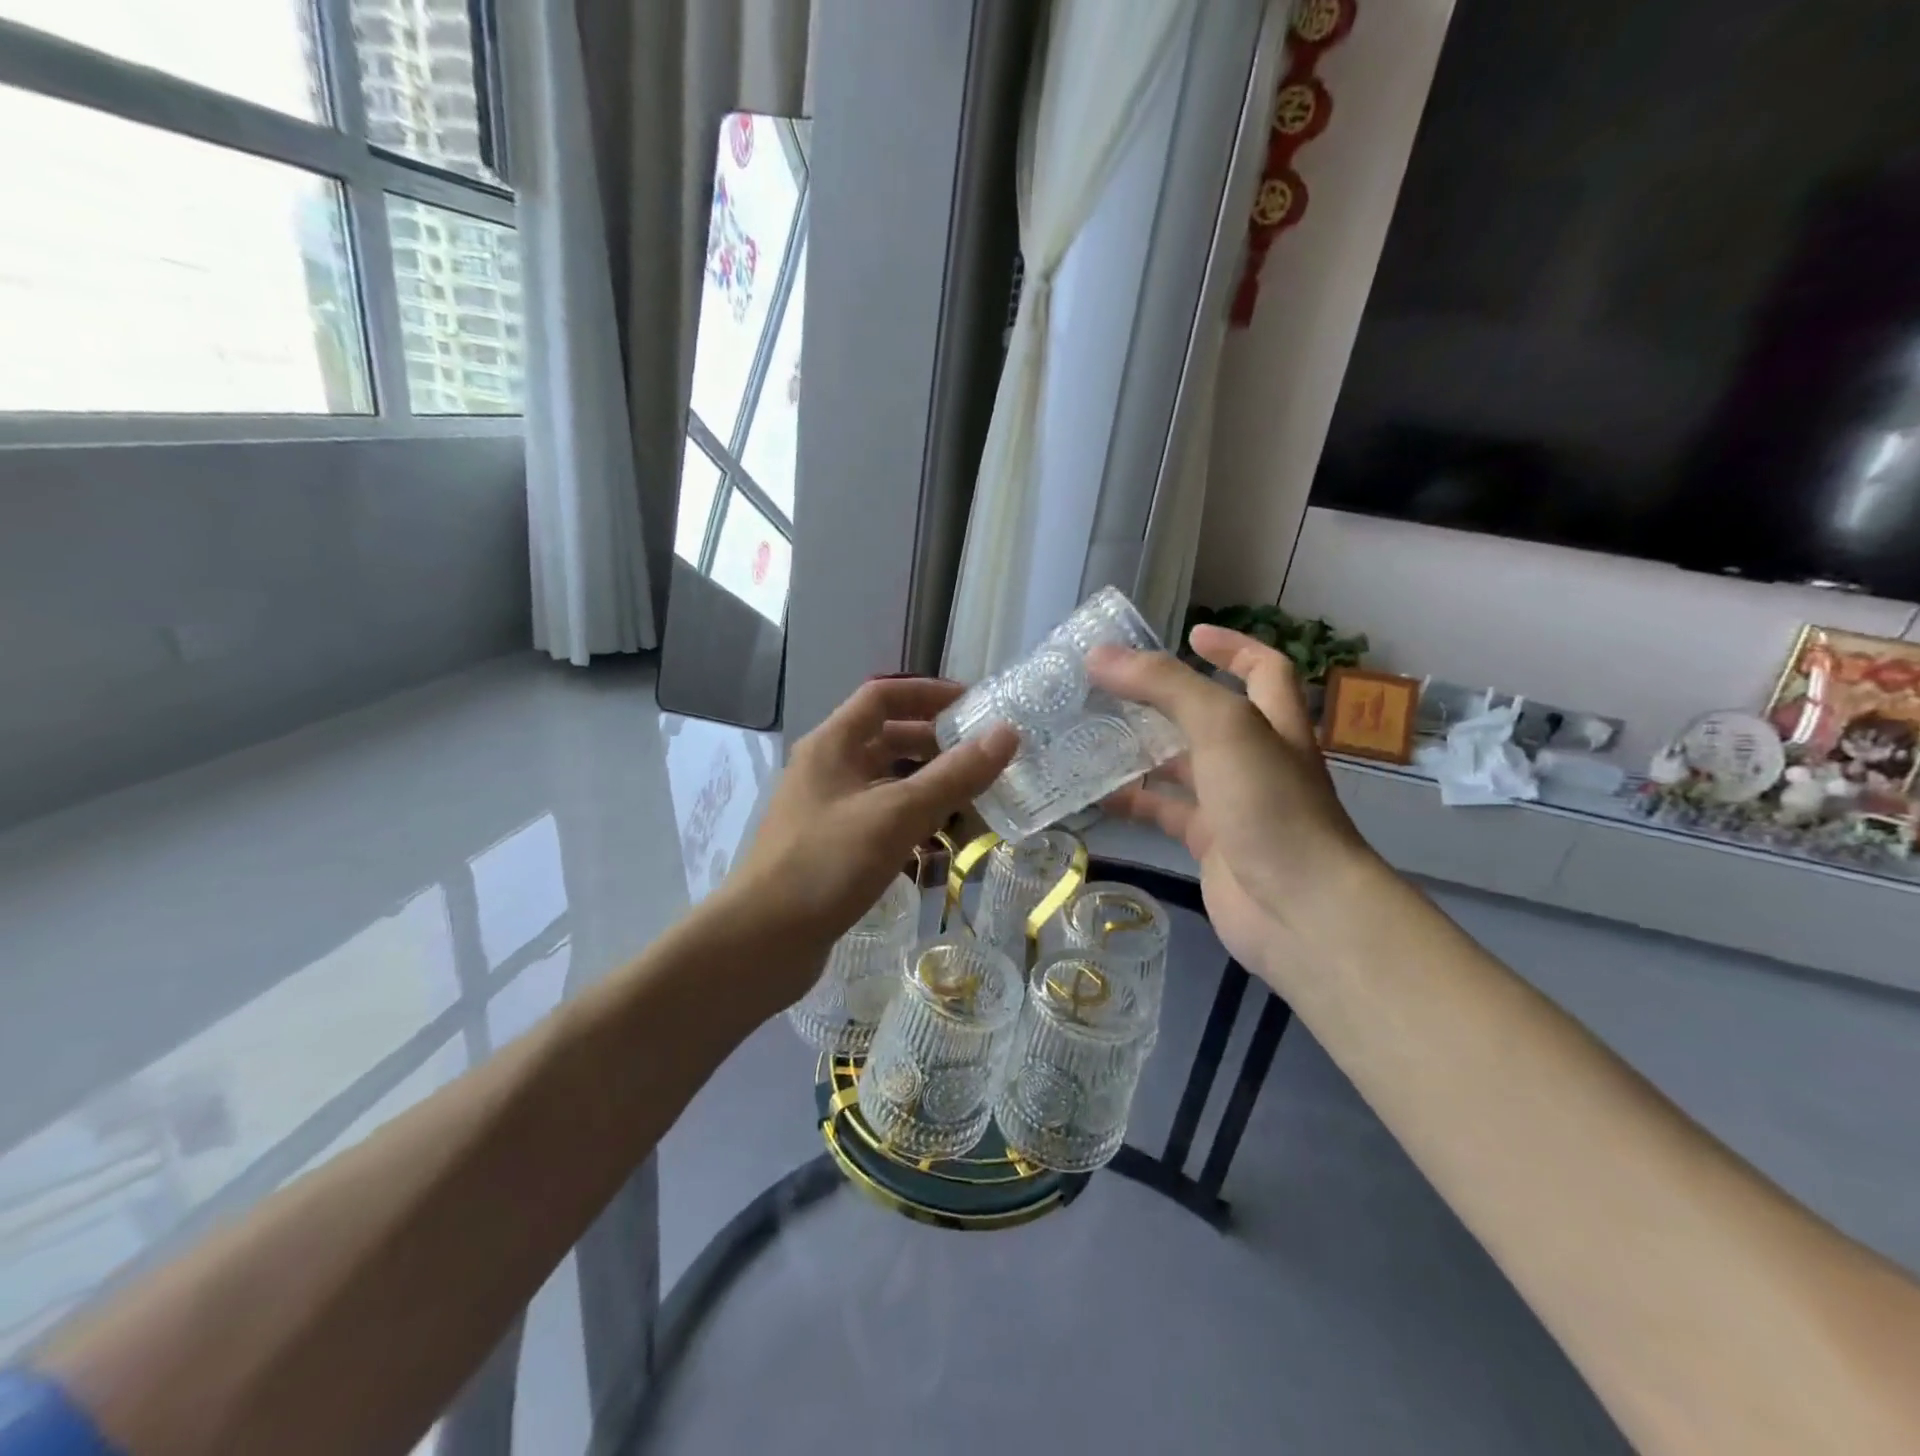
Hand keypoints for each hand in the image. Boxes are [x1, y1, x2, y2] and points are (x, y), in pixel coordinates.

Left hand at [716, 677, 1017, 1006]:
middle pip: (887, 739)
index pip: (883, 696)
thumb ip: (954, 775)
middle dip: (935, 744)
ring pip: (886, 783)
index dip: (928, 693)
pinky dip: (911, 821)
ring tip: (973, 801)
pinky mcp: (832, 846)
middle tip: (982, 759)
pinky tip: (940, 844)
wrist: (762, 941)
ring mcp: (827, 810)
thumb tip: (1007, 733)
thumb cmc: (826, 864)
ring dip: (927, 786)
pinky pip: (881, 819)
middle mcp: (827, 769)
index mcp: (832, 744)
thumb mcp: (896, 814)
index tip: (974, 706)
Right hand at [1088, 626, 1381, 982]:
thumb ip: (1163, 686)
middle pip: (1209, 716)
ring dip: (1142, 750)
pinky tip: (1096, 795)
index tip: (1190, 634)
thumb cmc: (1269, 804)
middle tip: (1112, 687)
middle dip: (1165, 699)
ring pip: (1182, 766)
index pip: (1264, 668)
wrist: (1298, 908)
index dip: (1233, 646)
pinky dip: (1135, 803)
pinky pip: (1167, 813)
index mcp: (1273, 722)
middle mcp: (1256, 759)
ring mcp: (1234, 804)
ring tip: (1091, 733)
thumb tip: (1100, 655)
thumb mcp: (1222, 727)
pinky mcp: (1210, 844)